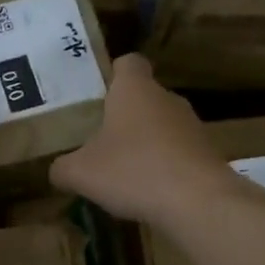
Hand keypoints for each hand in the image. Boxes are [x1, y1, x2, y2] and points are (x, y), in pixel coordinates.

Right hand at [50, 54, 250, 225]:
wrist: (196, 201)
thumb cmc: (132, 172)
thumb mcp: (81, 173)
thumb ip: (62, 168)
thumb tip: (57, 170)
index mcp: (134, 90)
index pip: (127, 63)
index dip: (112, 74)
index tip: (98, 95)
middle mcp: (166, 98)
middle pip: (144, 98)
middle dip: (124, 117)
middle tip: (100, 141)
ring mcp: (192, 125)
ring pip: (161, 126)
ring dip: (145, 144)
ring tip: (124, 172)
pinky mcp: (207, 153)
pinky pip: (178, 153)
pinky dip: (164, 167)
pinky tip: (149, 192)